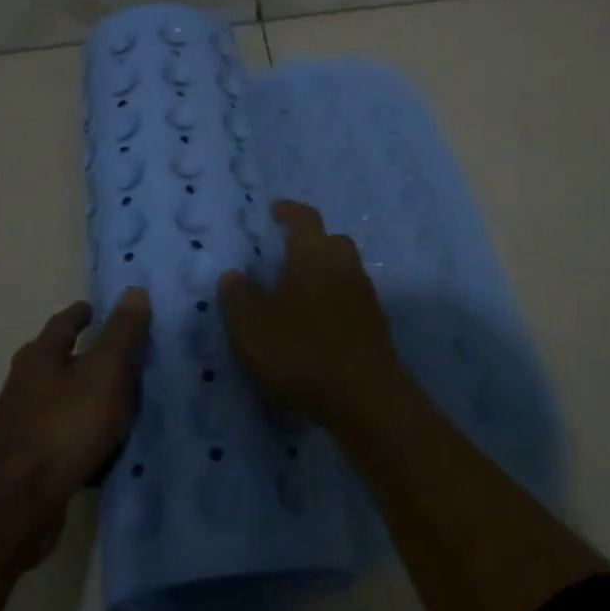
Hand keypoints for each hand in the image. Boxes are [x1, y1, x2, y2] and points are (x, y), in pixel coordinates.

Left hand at [0, 289, 149, 564]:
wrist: (19, 503)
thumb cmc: (65, 426)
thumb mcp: (105, 371)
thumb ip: (122, 333)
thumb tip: (134, 291)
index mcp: (40, 355)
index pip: (65, 321)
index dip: (86, 313)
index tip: (102, 311)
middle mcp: (25, 383)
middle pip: (58, 359)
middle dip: (86, 354)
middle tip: (122, 355)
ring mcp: (22, 423)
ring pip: (61, 398)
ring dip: (86, 395)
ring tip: (120, 399)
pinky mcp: (27, 459)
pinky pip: (62, 433)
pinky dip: (82, 431)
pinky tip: (103, 443)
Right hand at [218, 201, 406, 428]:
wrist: (366, 399)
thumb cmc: (302, 354)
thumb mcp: (252, 328)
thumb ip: (238, 297)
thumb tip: (233, 274)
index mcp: (313, 256)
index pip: (303, 218)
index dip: (288, 211)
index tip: (274, 211)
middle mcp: (344, 266)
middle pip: (330, 240)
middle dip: (309, 242)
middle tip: (285, 255)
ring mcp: (365, 294)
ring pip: (343, 269)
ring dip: (322, 272)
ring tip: (297, 292)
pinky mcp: (375, 323)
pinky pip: (350, 296)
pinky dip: (334, 298)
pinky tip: (317, 322)